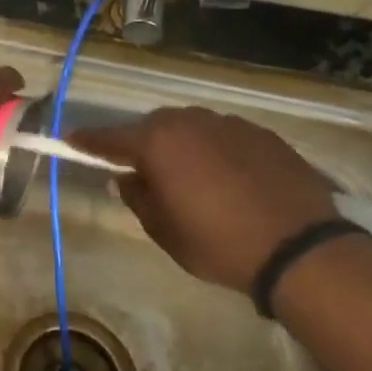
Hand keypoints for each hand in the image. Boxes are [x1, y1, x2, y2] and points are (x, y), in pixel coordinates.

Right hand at [73, 107, 335, 292]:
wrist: (300, 248)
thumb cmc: (219, 243)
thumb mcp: (165, 231)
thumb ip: (138, 198)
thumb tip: (127, 178)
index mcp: (158, 143)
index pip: (110, 138)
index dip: (88, 141)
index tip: (71, 139)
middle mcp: (189, 122)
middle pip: (153, 127)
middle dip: (143, 145)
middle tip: (144, 172)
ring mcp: (229, 124)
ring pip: (191, 128)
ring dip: (182, 146)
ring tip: (191, 177)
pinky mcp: (262, 134)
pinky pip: (224, 136)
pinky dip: (216, 151)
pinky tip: (230, 179)